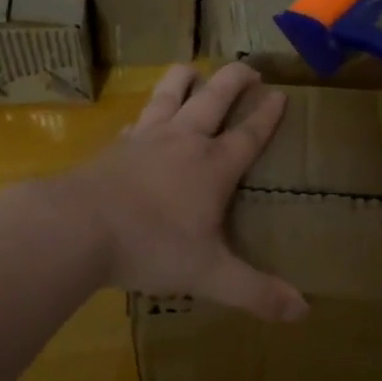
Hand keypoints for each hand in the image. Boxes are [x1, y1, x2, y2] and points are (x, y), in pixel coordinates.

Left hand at [52, 63, 308, 321]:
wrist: (77, 227)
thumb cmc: (151, 246)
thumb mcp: (209, 275)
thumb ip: (256, 292)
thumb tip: (304, 312)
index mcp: (213, 166)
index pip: (249, 133)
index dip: (268, 114)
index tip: (281, 94)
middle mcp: (184, 141)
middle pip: (214, 97)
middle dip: (235, 79)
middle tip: (250, 68)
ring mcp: (146, 138)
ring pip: (170, 93)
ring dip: (186, 78)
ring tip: (194, 70)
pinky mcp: (115, 145)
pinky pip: (138, 118)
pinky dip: (148, 112)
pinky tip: (144, 118)